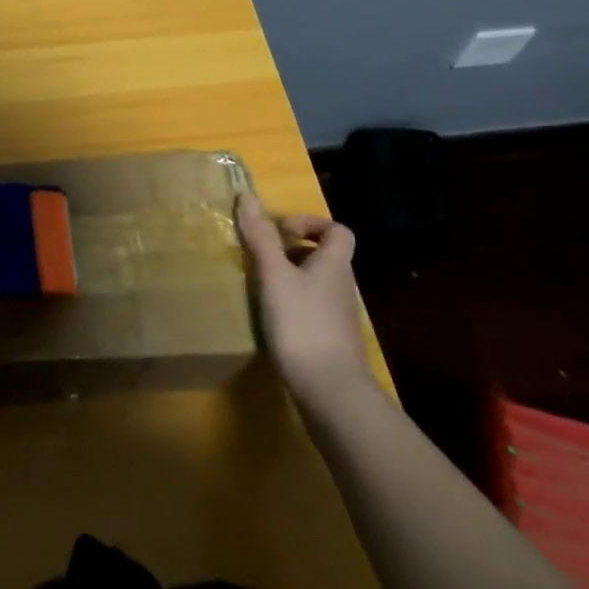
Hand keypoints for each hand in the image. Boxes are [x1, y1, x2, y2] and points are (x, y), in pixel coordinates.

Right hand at [236, 191, 373, 398]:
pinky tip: (272, 320)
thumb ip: (261, 236)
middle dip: (293, 251)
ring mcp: (339, 317)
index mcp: (334, 264)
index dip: (311, 223)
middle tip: (263, 258)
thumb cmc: (302, 324)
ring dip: (290, 279)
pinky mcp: (332, 343)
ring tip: (261, 287)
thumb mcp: (274, 275)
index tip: (281, 231)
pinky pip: (312, 310)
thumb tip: (247, 194)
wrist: (332, 394)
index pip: (338, 230)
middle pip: (324, 256)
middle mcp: (342, 286)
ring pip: (316, 284)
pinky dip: (293, 307)